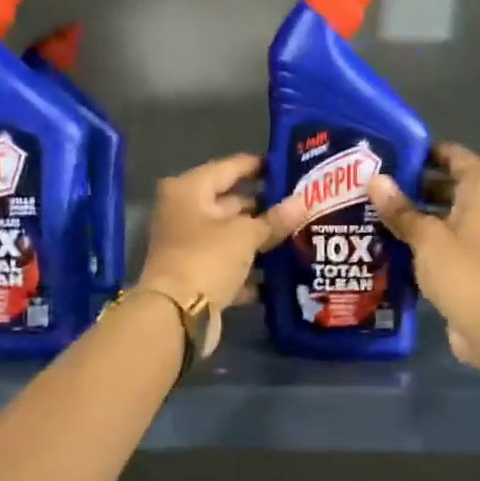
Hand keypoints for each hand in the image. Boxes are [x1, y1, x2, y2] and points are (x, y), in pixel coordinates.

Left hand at [136, 153, 290, 354]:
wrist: (177, 315)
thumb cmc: (207, 258)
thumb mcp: (245, 234)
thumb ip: (275, 219)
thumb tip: (303, 201)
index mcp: (189, 190)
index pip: (230, 167)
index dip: (259, 166)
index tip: (289, 166)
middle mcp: (184, 213)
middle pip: (230, 203)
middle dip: (265, 207)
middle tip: (302, 205)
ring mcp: (189, 247)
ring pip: (232, 237)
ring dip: (260, 240)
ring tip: (300, 235)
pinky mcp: (197, 277)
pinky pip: (230, 266)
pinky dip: (251, 269)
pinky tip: (283, 271)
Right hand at [368, 143, 479, 366]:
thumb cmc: (464, 272)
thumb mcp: (426, 237)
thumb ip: (400, 210)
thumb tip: (375, 179)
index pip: (458, 157)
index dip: (431, 151)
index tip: (398, 154)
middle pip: (453, 187)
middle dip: (419, 185)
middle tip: (380, 186)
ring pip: (449, 217)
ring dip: (420, 215)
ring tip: (380, 214)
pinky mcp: (476, 267)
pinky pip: (448, 243)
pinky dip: (426, 242)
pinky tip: (395, 247)